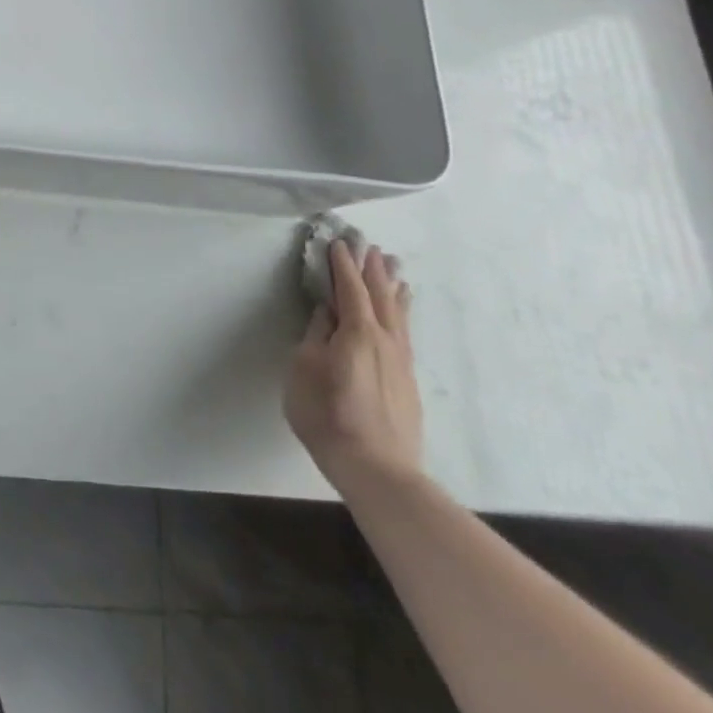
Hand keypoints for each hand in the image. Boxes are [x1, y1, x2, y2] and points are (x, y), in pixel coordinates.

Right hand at [284, 235, 422, 496]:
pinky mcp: (407, 379)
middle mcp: (385, 339)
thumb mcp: (304, 369)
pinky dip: (402, 311)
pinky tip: (402, 310)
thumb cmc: (328, 414)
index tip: (337, 241)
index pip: (349, 288)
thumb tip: (326, 313)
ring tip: (393, 267)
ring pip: (398, 312)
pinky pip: (405, 330)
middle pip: (379, 295)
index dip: (341, 264)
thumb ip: (316, 336)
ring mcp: (401, 360)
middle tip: (369, 244)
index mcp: (357, 331)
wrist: (377, 470)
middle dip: (371, 268)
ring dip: (392, 286)